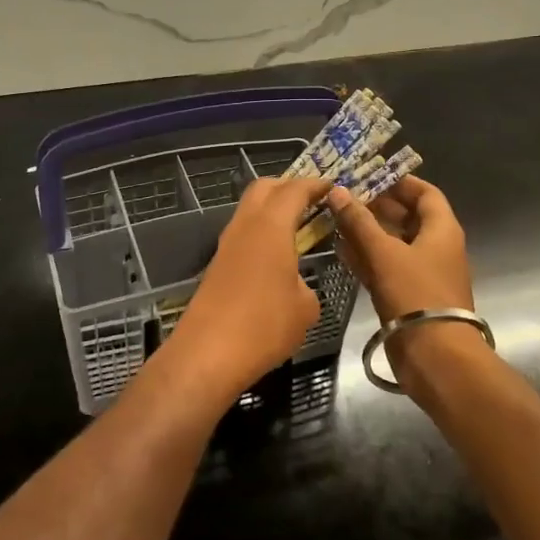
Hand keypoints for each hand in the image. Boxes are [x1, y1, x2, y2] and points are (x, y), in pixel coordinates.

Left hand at [159, 176, 331, 403]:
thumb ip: (305, 284)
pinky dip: (261, 232)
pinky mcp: (217, 265)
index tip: (332, 186)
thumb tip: (295, 284)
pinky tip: (277, 254)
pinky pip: (243, 234)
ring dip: (272, 210)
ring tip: (298, 226)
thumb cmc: (264, 325)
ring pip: (249, 210)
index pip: (294, 190)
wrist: (207, 354)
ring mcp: (226, 245)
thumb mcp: (305, 307)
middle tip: (313, 200)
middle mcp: (245, 226)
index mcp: (270, 226)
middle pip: (263, 188)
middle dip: (288, 187)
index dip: (315, 185)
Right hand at [327, 177, 477, 384]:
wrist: (435, 356)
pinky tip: (341, 251)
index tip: (370, 175)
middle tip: (344, 197)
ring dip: (367, 233)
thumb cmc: (415, 294)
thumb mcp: (384, 253)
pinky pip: (386, 268)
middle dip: (377, 207)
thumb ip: (359, 222)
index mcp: (442, 230)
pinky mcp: (408, 296)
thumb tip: (338, 191)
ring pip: (393, 244)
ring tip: (336, 220)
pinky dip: (367, 258)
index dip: (400, 182)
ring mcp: (422, 274)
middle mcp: (436, 248)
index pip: (425, 193)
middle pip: (407, 217)